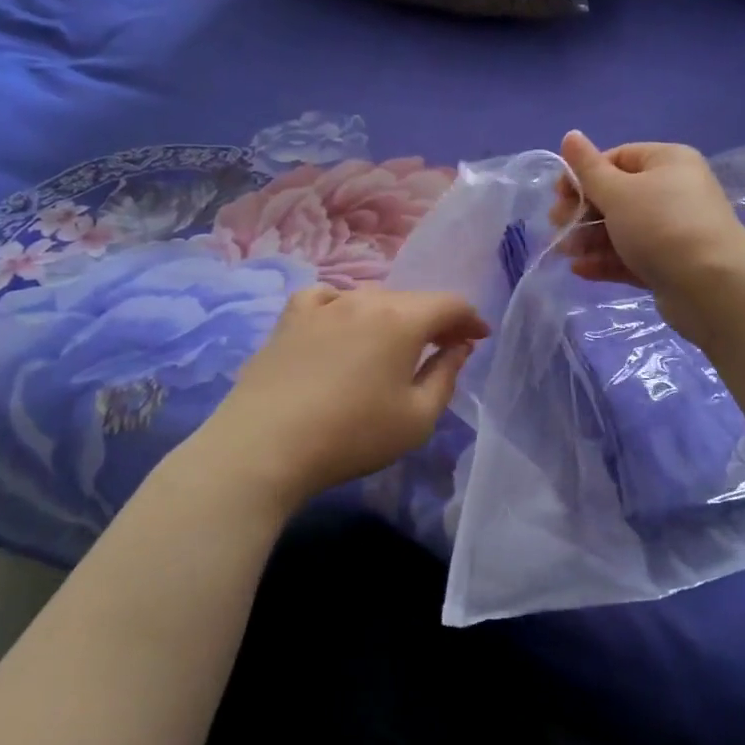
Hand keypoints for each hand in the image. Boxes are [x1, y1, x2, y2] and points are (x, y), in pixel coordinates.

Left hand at [195, 287, 487, 509]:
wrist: (264, 446)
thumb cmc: (352, 435)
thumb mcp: (417, 418)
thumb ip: (446, 375)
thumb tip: (459, 346)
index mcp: (402, 319)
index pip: (449, 304)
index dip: (470, 319)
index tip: (479, 337)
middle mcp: (365, 300)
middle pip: (412, 299)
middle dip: (434, 320)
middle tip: (443, 347)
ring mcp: (323, 305)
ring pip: (371, 298)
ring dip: (393, 316)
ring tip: (394, 343)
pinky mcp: (289, 319)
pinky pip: (328, 298)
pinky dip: (345, 307)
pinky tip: (341, 325)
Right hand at [550, 131, 744, 343]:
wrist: (711, 286)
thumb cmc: (661, 226)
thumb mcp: (618, 192)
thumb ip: (588, 169)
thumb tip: (570, 135)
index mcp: (667, 162)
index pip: (617, 158)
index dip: (584, 174)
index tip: (558, 196)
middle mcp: (673, 192)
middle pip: (618, 196)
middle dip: (583, 211)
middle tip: (558, 226)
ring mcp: (673, 231)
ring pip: (623, 229)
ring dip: (590, 239)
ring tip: (565, 252)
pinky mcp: (670, 265)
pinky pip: (632, 257)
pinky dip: (606, 261)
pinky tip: (580, 270)